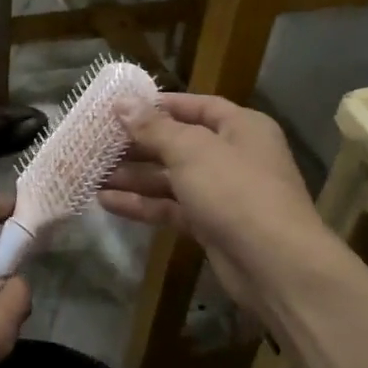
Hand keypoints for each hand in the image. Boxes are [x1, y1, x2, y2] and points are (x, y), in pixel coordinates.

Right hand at [99, 92, 328, 311]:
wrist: (275, 264)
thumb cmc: (235, 190)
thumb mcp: (190, 151)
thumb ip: (154, 128)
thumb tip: (122, 103)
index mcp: (241, 127)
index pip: (196, 106)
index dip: (159, 106)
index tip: (121, 107)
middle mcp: (234, 155)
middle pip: (179, 143)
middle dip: (138, 145)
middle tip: (97, 143)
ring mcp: (223, 193)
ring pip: (171, 178)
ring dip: (134, 176)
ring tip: (93, 174)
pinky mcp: (210, 225)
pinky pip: (171, 208)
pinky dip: (142, 204)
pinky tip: (106, 202)